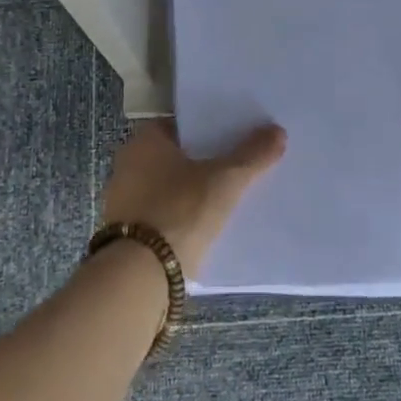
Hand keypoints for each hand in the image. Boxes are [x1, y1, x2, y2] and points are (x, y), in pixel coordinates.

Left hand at [100, 119, 285, 279]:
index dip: (209, 129)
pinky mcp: (126, 234)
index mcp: (144, 141)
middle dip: (202, 161)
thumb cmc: (180, 212)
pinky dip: (179, 217)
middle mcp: (128, 164)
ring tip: (226, 198)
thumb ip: (252, 155)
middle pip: (174, 156)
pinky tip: (204, 227)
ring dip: (190, 191)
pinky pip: (160, 214)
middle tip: (236, 166)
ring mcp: (123, 200)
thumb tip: (277, 131)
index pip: (181, 125)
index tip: (234, 137)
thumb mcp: (224, 181)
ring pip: (167, 187)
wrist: (140, 276)